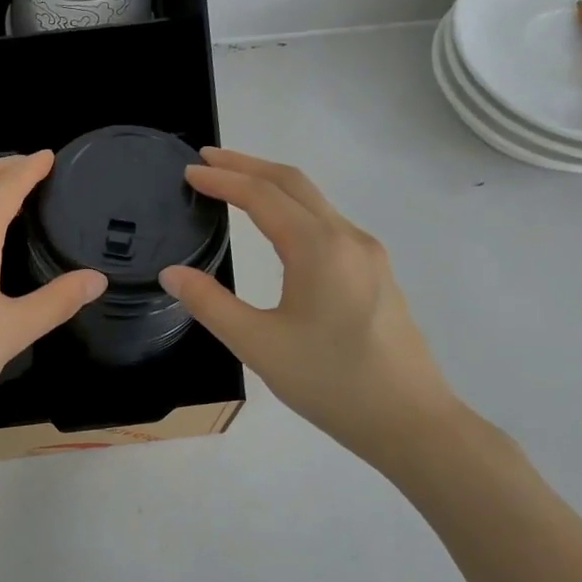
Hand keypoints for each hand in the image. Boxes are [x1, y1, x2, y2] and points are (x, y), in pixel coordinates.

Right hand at [157, 148, 461, 466]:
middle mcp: (347, 238)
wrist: (409, 420)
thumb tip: (171, 273)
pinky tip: (276, 228)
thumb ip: (210, 304)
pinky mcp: (375, 273)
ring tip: (234, 185)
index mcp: (318, 248)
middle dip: (247, 165)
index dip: (223, 180)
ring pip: (314, 201)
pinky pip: (327, 223)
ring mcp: (368, 254)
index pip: (263, 196)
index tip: (188, 172)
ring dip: (272, 185)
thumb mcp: (258, 345)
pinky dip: (292, 209)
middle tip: (206, 161)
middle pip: (293, 183)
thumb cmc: (330, 382)